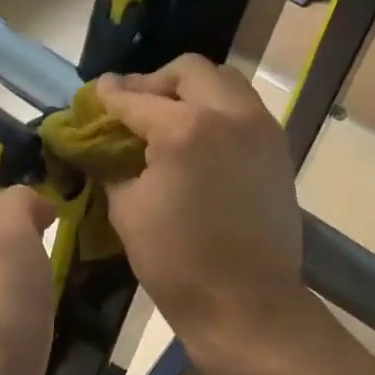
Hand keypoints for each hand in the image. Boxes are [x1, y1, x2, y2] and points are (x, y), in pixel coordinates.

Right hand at [95, 57, 309, 359]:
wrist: (247, 303)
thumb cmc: (178, 264)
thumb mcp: (128, 210)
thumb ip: (111, 165)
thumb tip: (99, 145)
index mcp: (185, 129)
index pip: (136, 98)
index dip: (109, 95)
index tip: (96, 93)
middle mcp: (229, 113)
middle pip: (190, 71)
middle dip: (156, 82)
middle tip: (135, 106)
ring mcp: (261, 128)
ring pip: (225, 82)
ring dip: (193, 90)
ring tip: (170, 118)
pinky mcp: (278, 149)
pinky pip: (245, 109)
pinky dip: (219, 110)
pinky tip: (201, 139)